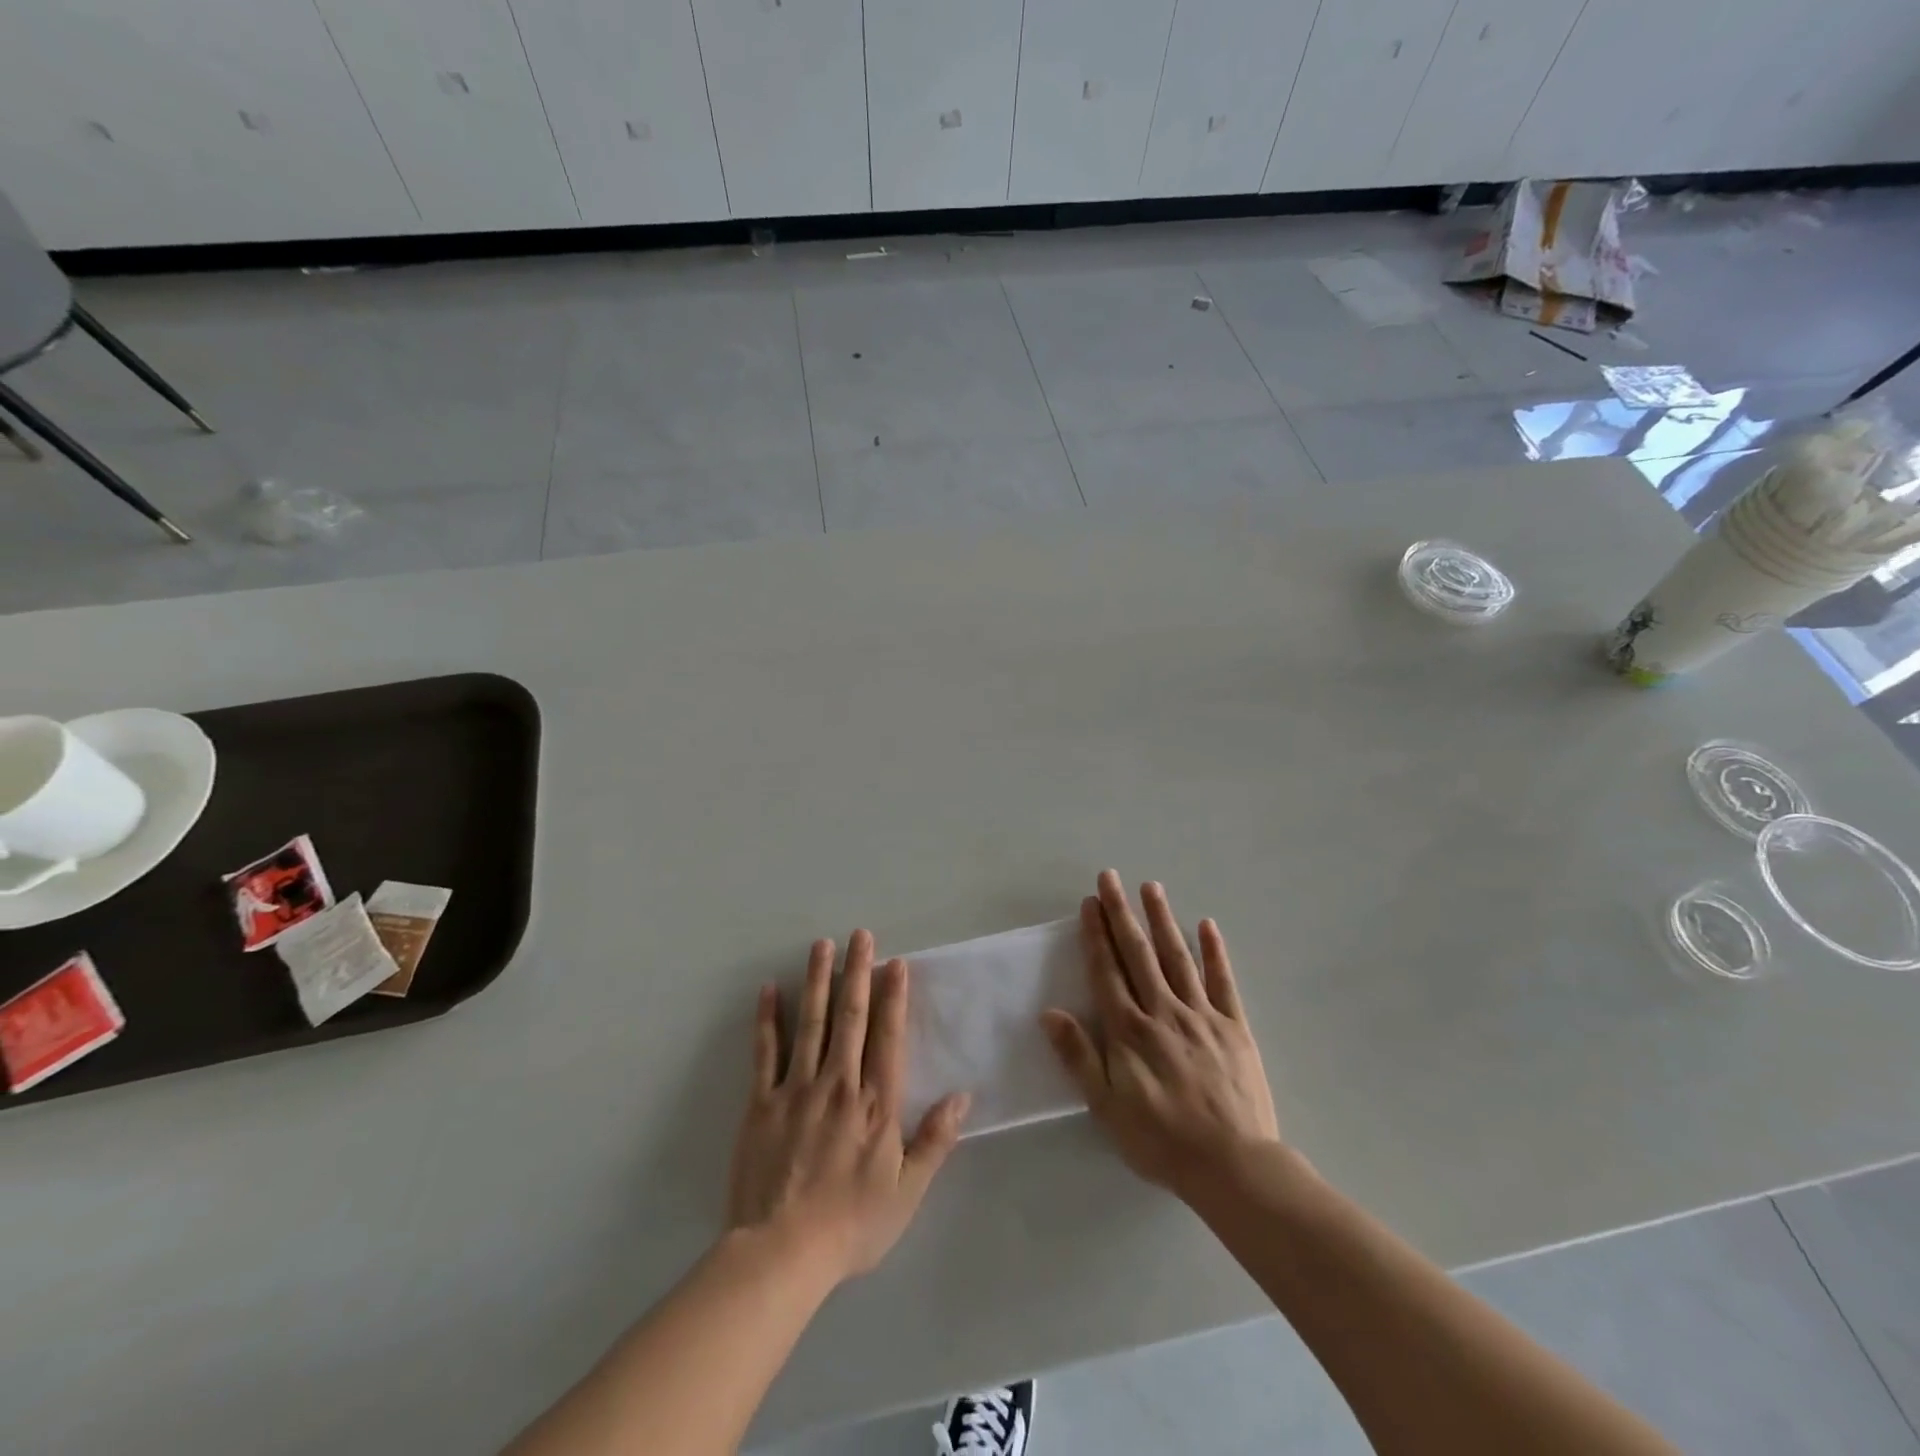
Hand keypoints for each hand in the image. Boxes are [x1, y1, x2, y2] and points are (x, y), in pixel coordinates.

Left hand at [727, 930, 969, 1285]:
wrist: (782, 1254)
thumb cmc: (851, 1225)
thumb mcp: (907, 1191)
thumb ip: (935, 1140)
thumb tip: (962, 1096)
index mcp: (875, 1103)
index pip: (888, 1036)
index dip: (893, 997)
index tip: (895, 963)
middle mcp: (839, 1083)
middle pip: (850, 1017)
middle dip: (857, 972)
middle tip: (860, 934)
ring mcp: (797, 1089)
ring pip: (811, 1023)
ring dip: (818, 980)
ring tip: (822, 945)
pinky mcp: (761, 1102)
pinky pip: (765, 1052)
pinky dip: (767, 1019)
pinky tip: (769, 989)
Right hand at [1042, 871, 1280, 1200]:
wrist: (1232, 1165)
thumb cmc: (1161, 1140)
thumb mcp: (1106, 1106)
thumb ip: (1079, 1056)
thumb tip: (1050, 1013)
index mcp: (1129, 1029)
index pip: (1107, 971)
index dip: (1096, 935)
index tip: (1090, 903)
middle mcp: (1162, 1011)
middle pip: (1138, 953)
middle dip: (1121, 913)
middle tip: (1110, 878)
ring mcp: (1201, 1015)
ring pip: (1177, 957)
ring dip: (1162, 919)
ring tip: (1151, 887)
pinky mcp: (1234, 1027)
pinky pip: (1222, 982)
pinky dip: (1214, 952)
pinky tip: (1207, 925)